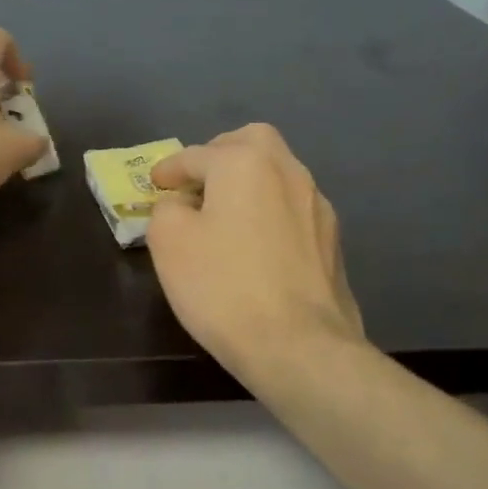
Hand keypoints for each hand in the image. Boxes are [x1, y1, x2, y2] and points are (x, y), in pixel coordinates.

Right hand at [146, 124, 364, 382]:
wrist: (299, 346)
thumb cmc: (223, 286)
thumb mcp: (168, 242)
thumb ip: (167, 209)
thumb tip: (181, 206)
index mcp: (245, 163)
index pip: (196, 155)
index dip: (169, 170)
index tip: (155, 185)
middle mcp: (288, 172)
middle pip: (252, 143)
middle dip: (220, 154)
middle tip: (198, 182)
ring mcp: (317, 206)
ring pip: (278, 174)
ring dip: (248, 183)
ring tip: (225, 214)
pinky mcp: (332, 241)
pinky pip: (292, 208)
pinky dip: (269, 211)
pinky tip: (256, 243)